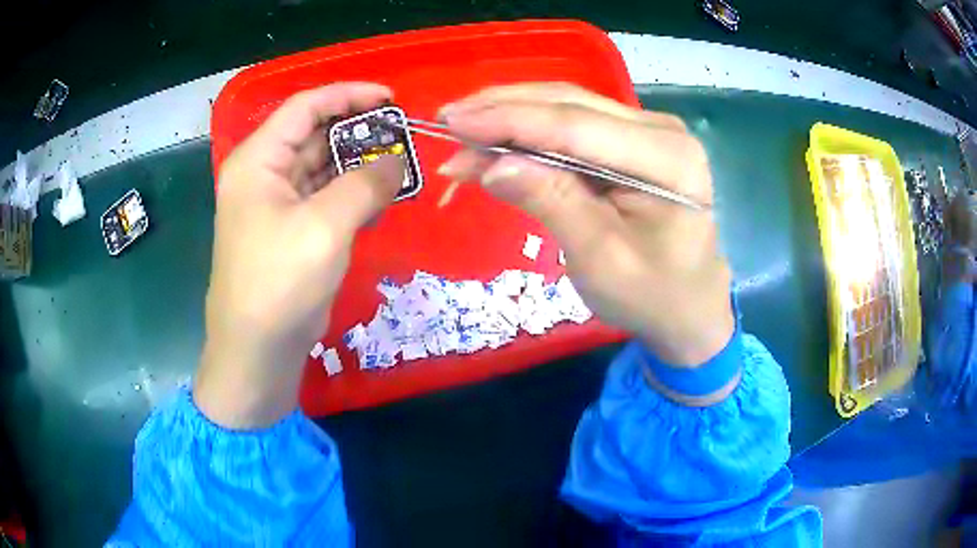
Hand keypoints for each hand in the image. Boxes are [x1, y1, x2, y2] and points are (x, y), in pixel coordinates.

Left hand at [194, 83, 404, 428]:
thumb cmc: (279, 284)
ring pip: (322, 167)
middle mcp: (264, 175)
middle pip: (314, 135)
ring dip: (359, 164)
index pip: (305, 107)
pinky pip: (325, 198)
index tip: (390, 98)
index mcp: (258, 161)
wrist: (257, 352)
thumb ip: (365, 184)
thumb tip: (398, 161)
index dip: (348, 95)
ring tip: (401, 164)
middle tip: (403, 134)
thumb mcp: (324, 227)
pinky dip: (353, 193)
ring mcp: (277, 204)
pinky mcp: (292, 231)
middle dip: (358, 131)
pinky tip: (383, 196)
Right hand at [438, 83, 732, 365]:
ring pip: (568, 106)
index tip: (452, 121)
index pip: (576, 126)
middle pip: (571, 104)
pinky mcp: (632, 140)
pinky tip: (497, 137)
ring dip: (512, 114)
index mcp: (668, 158)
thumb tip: (491, 163)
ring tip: (462, 128)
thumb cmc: (651, 296)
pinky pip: (574, 123)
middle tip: (447, 119)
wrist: (689, 307)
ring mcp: (649, 130)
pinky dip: (531, 129)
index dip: (509, 120)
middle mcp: (661, 130)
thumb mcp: (600, 259)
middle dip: (504, 109)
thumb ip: (551, 202)